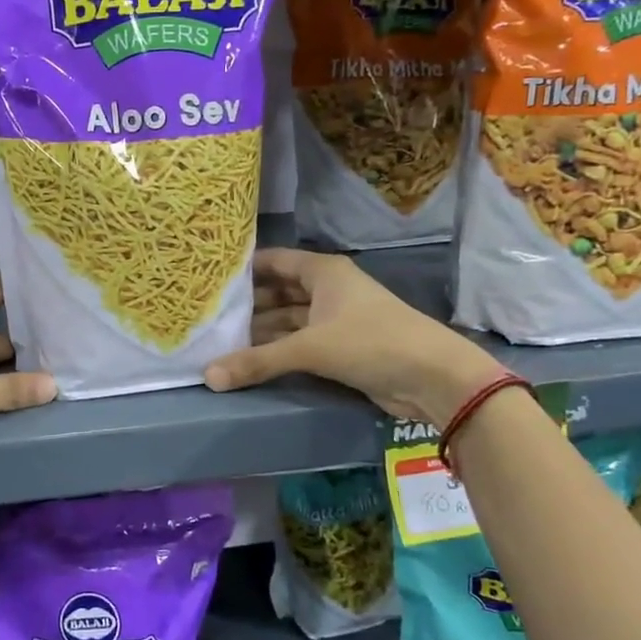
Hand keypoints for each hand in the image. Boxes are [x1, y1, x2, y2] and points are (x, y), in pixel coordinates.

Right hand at [203, 249, 502, 426]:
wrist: (433, 378)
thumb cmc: (371, 343)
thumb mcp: (310, 348)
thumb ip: (258, 361)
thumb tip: (208, 376)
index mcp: (323, 272)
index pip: (274, 261)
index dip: (243, 268)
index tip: (208, 278)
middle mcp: (328, 290)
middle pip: (278, 291)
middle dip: (247, 305)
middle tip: (207, 316)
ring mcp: (335, 319)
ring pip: (288, 320)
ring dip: (260, 331)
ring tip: (219, 341)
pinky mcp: (341, 348)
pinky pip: (300, 343)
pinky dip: (277, 350)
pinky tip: (249, 360)